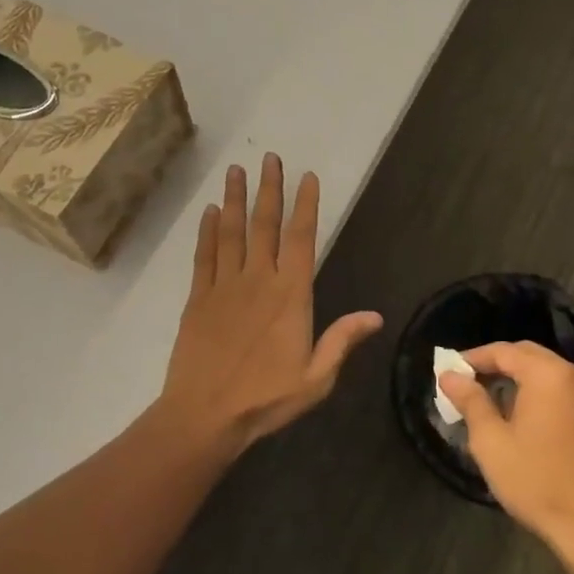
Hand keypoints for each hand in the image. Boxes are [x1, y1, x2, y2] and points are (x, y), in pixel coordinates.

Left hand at [158, 153, 382, 451]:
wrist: (204, 415)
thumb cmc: (265, 398)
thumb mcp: (315, 378)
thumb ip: (342, 341)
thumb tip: (375, 315)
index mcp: (290, 295)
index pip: (301, 239)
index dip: (305, 205)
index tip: (307, 177)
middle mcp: (257, 280)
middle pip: (265, 225)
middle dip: (269, 189)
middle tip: (270, 158)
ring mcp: (224, 286)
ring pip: (230, 232)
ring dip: (234, 199)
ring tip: (236, 170)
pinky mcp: (198, 298)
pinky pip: (204, 256)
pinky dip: (206, 232)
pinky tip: (209, 212)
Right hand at [439, 341, 573, 562]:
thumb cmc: (537, 482)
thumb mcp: (491, 442)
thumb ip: (471, 401)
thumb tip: (450, 376)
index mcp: (549, 374)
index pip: (504, 351)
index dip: (475, 358)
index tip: (452, 370)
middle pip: (532, 357)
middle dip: (501, 365)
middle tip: (474, 382)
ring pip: (555, 377)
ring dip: (527, 382)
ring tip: (502, 403)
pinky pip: (573, 399)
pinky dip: (551, 401)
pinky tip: (538, 427)